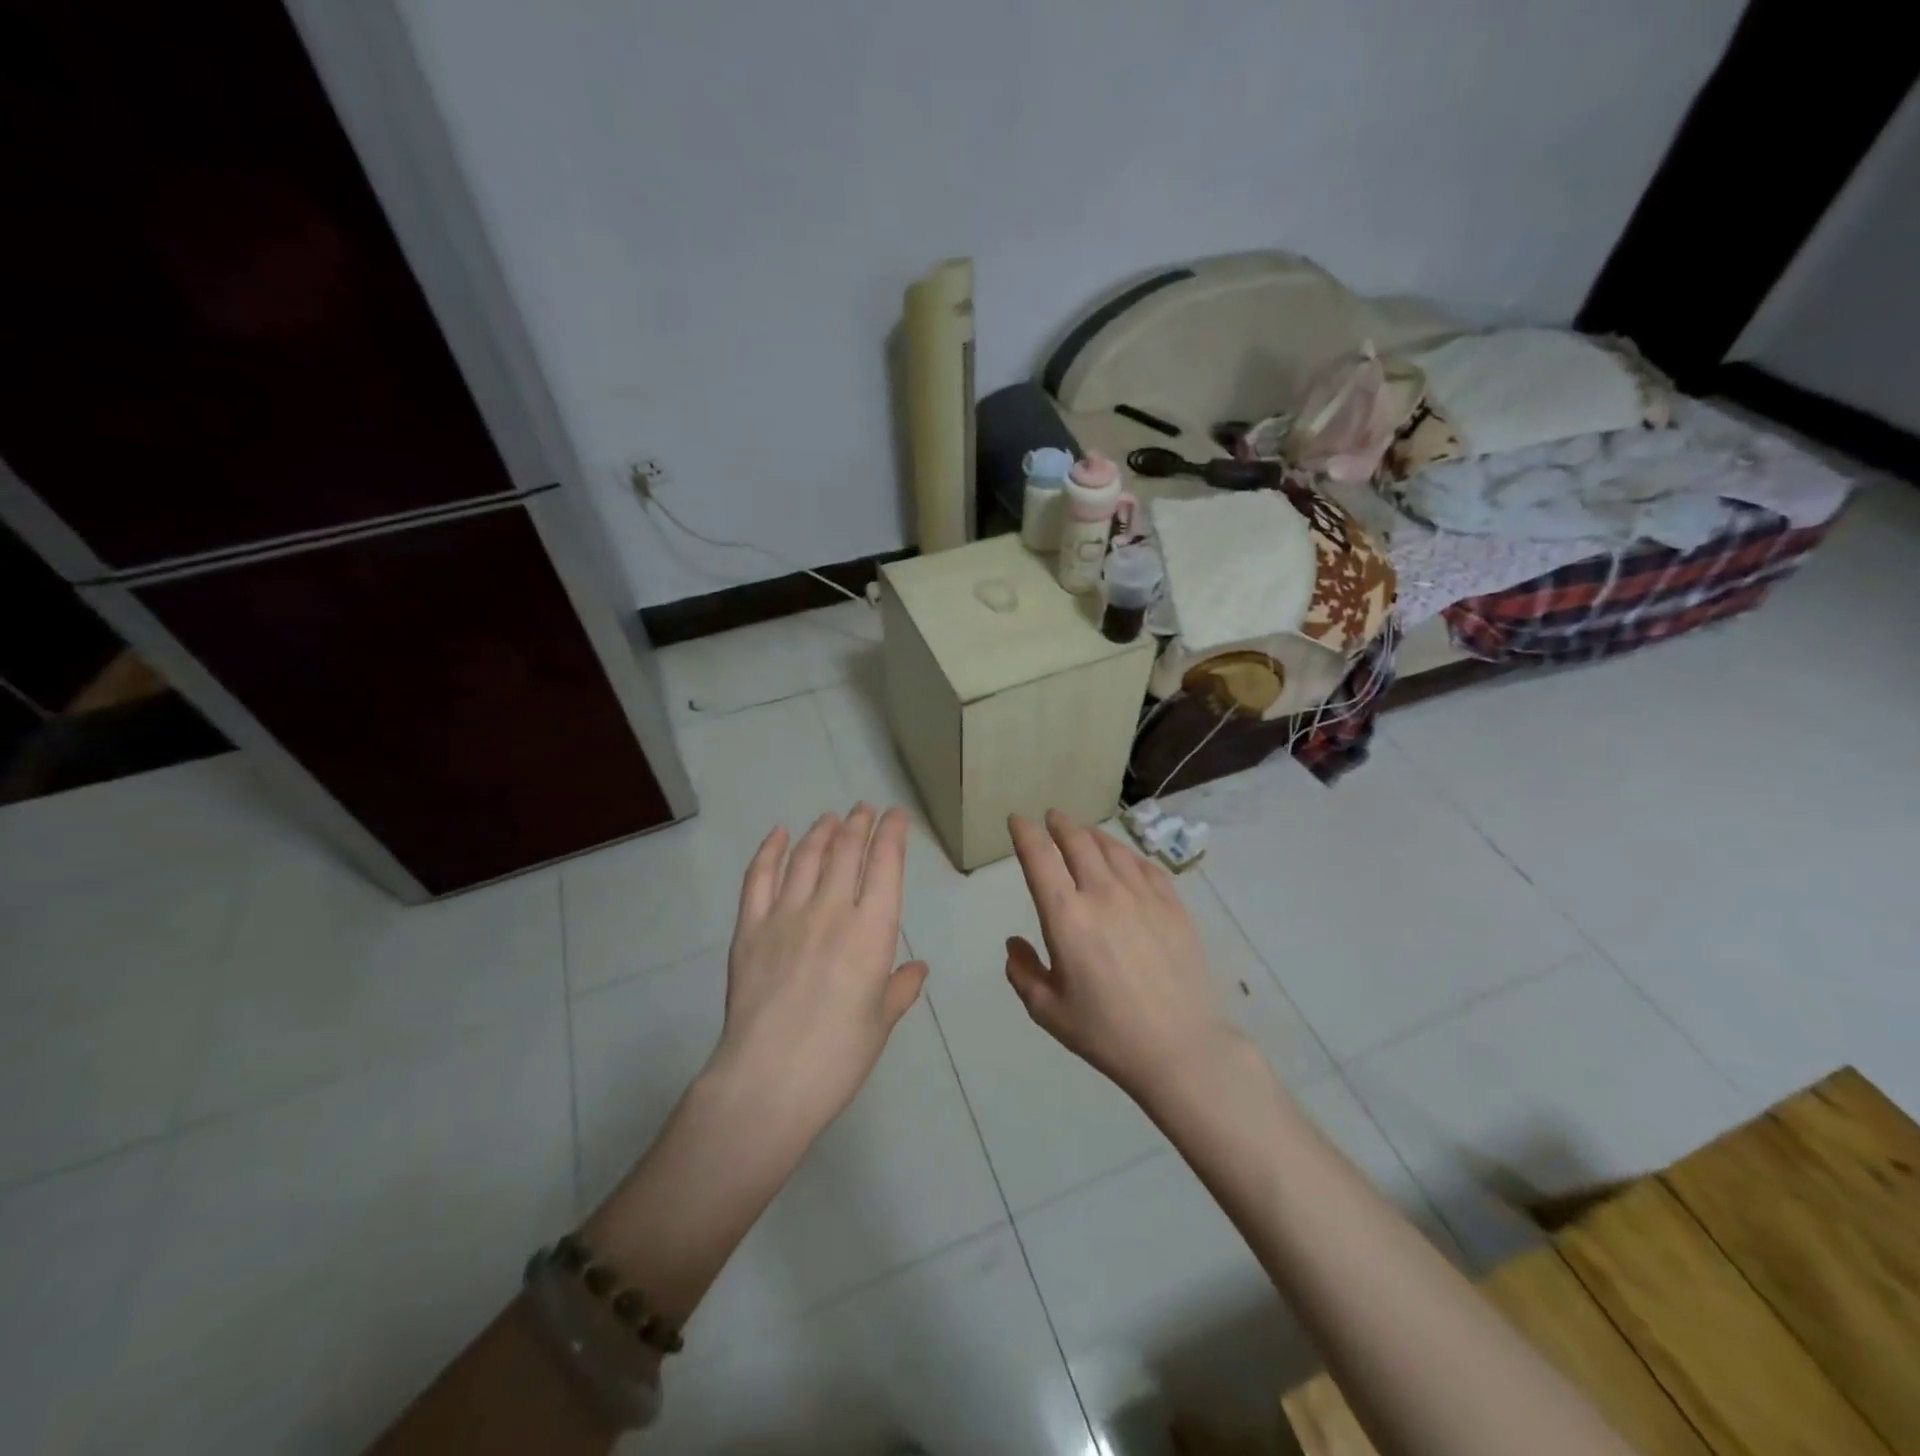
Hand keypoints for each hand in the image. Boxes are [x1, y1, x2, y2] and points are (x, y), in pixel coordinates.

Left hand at [707, 804, 927, 1146]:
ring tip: (831, 818)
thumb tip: (917, 968)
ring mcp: (785, 915)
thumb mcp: (880, 1023)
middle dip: (858, 824)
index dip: (892, 833)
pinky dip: (769, 851)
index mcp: (871, 930)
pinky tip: (778, 835)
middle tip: (863, 809)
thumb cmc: (837, 1057)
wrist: (768, 1081)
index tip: (896, 815)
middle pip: (845, 851)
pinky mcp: (749, 929)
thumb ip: (900, 988)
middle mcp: (830, 910)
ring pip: (806, 856)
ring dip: (821, 831)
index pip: (885, 864)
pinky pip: (759, 878)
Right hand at [1005, 810, 1243, 1102]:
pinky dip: (1126, 854)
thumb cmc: (1106, 1032)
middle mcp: (1102, 894)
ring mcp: (1142, 896)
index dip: (1025, 833)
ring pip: (1112, 848)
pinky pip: (1144, 866)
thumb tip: (1014, 943)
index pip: (1039, 858)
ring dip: (1092, 834)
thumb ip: (1023, 972)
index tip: (1017, 820)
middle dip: (1060, 824)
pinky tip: (1124, 858)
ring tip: (1084, 832)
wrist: (1180, 1047)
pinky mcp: (1172, 905)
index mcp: (1066, 917)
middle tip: (1052, 817)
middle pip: (1077, 842)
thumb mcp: (1048, 1010)